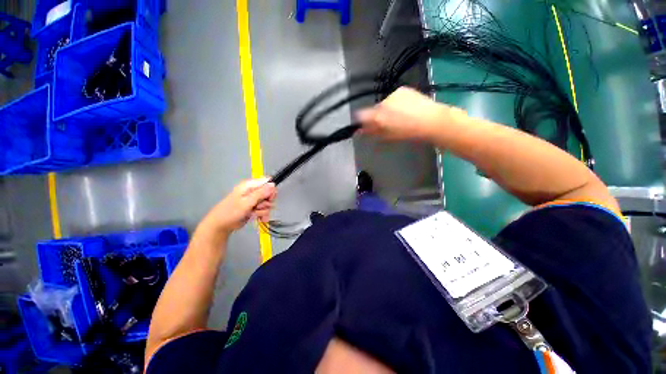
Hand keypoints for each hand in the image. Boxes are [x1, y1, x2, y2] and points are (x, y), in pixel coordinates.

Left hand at [198, 178, 276, 240]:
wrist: (221, 225)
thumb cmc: (231, 211)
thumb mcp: (247, 202)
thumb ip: (261, 193)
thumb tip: (273, 184)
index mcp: (250, 186)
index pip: (267, 182)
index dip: (271, 189)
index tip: (269, 198)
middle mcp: (253, 191)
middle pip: (269, 193)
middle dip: (267, 202)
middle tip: (259, 207)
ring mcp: (254, 200)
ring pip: (268, 203)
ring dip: (263, 210)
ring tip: (254, 213)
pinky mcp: (255, 208)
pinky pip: (265, 210)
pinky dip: (263, 215)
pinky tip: (259, 219)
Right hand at [356, 87, 460, 141]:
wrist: (431, 121)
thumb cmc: (408, 133)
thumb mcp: (388, 136)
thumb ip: (373, 132)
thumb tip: (361, 131)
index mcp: (379, 116)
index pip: (362, 115)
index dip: (362, 121)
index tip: (365, 126)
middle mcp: (383, 102)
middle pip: (374, 109)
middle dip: (377, 115)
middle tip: (387, 123)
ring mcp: (393, 94)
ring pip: (384, 102)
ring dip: (387, 108)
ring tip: (399, 116)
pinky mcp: (402, 89)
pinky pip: (394, 97)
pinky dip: (396, 102)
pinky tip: (405, 108)